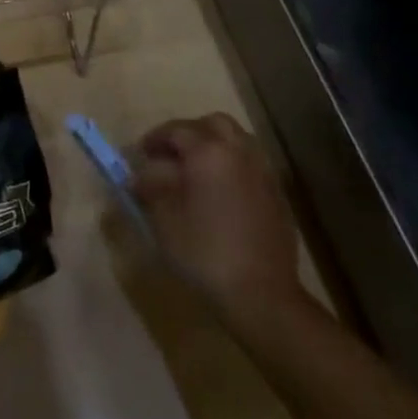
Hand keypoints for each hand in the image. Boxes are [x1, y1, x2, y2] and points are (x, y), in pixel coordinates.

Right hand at [132, 113, 310, 323]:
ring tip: (195, 172)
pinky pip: (251, 165)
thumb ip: (150, 188)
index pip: (177, 130)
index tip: (141, 153)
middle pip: (214, 124)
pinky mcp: (277, 196)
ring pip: (237, 141)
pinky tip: (220, 193)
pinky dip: (233, 166)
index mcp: (208, 152)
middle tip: (171, 154)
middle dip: (190, 132)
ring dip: (214, 146)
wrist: (261, 294)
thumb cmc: (204, 251)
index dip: (155, 138)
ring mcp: (263, 173)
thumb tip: (140, 176)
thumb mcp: (164, 219)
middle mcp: (239, 153)